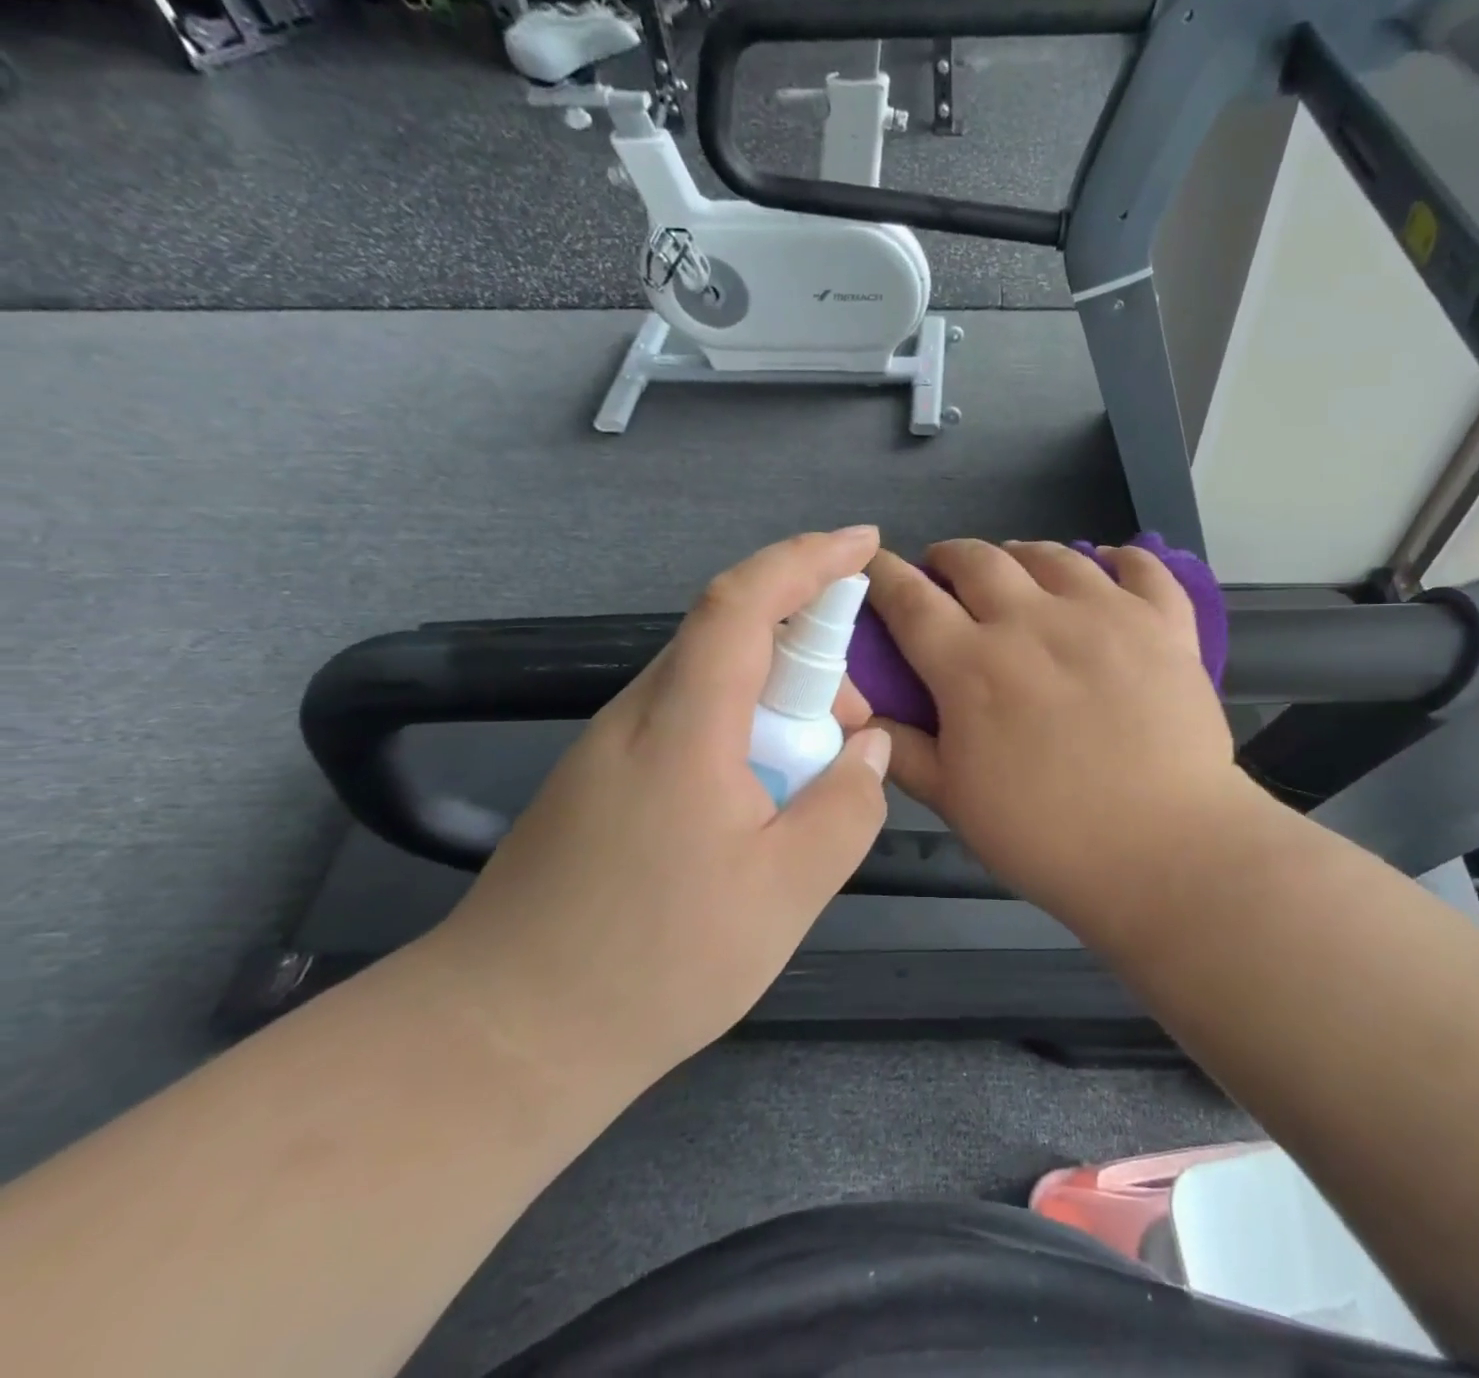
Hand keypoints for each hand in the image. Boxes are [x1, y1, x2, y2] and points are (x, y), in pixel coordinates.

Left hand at [425, 527, 890, 1083]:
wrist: (507, 1037)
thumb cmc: (656, 963)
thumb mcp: (787, 891)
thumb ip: (847, 807)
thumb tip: (869, 750)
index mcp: (684, 726)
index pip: (743, 602)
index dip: (807, 559)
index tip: (864, 543)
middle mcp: (640, 715)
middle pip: (732, 636)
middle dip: (810, 654)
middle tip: (856, 726)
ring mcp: (613, 747)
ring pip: (713, 683)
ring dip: (779, 700)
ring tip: (817, 772)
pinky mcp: (604, 781)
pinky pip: (691, 722)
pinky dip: (746, 731)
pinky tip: (763, 800)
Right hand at [866, 539, 1248, 935]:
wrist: (1164, 851)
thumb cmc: (1048, 836)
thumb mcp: (956, 802)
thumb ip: (905, 752)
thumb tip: (866, 715)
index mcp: (971, 665)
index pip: (912, 601)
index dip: (886, 576)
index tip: (877, 566)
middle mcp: (1032, 621)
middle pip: (978, 561)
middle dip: (950, 557)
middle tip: (946, 572)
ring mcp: (1103, 614)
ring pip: (1052, 555)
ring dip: (1021, 555)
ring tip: (1017, 569)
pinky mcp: (1162, 623)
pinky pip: (1140, 566)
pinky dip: (1119, 558)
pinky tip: (1108, 565)